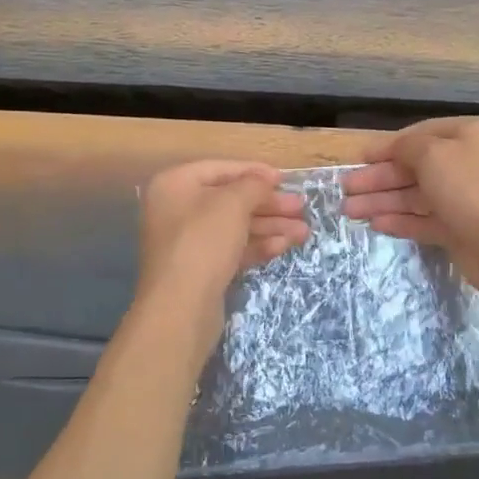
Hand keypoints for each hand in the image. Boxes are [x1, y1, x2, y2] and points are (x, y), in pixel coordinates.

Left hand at [134, 160, 308, 333]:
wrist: (180, 308)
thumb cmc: (203, 242)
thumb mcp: (233, 204)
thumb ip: (253, 185)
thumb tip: (265, 178)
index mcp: (175, 184)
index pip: (220, 169)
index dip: (254, 172)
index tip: (284, 179)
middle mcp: (177, 209)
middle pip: (230, 200)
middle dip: (268, 204)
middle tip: (301, 208)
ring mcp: (187, 242)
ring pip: (235, 227)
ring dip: (270, 226)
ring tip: (304, 232)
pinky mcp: (199, 269)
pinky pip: (232, 249)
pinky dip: (257, 246)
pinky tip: (284, 246)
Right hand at [341, 117, 478, 301]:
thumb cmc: (470, 188)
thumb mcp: (433, 154)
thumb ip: (406, 147)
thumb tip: (392, 149)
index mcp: (468, 136)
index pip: (420, 135)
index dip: (387, 147)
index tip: (360, 158)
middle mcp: (467, 163)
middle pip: (414, 168)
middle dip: (379, 178)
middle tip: (345, 189)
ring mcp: (463, 199)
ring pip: (415, 196)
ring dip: (382, 201)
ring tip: (349, 211)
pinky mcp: (459, 230)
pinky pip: (423, 221)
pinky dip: (400, 221)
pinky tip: (375, 224)